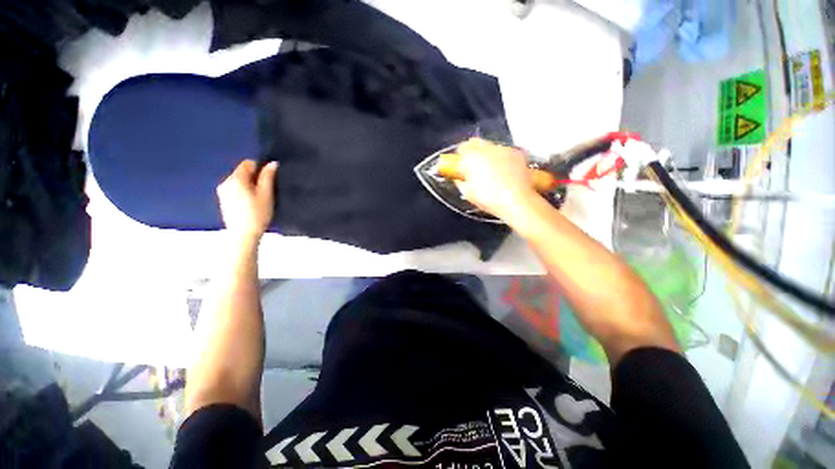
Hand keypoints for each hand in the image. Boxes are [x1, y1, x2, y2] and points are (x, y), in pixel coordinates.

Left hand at [216, 160, 278, 244]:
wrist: (243, 235)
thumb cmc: (257, 214)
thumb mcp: (266, 194)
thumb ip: (268, 177)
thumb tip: (272, 163)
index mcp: (236, 179)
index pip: (248, 163)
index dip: (260, 169)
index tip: (269, 180)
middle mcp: (225, 182)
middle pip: (242, 172)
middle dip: (255, 178)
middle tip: (266, 192)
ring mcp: (222, 192)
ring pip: (239, 181)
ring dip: (249, 186)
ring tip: (259, 199)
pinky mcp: (223, 200)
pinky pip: (235, 189)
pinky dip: (243, 192)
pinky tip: (250, 204)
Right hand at [453, 138, 539, 223]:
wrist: (516, 201)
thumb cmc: (489, 199)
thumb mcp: (468, 193)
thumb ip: (460, 182)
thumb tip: (460, 178)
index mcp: (472, 157)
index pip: (462, 147)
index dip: (460, 157)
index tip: (461, 166)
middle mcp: (487, 149)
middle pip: (476, 142)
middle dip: (473, 152)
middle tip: (474, 167)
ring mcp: (503, 149)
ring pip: (491, 147)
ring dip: (488, 155)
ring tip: (491, 171)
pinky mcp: (517, 153)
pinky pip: (505, 152)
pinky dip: (502, 159)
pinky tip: (504, 172)